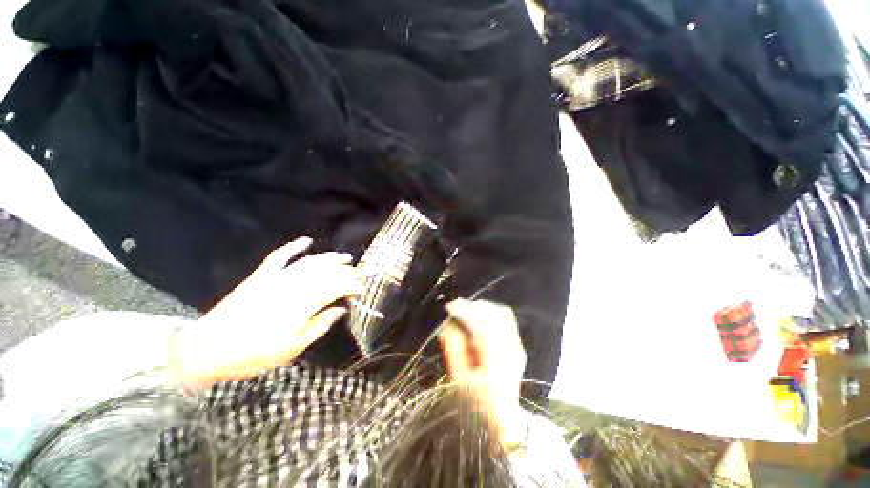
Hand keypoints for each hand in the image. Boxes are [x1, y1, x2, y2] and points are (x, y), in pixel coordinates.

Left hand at [171, 237, 362, 386]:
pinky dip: (293, 247)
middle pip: (326, 273)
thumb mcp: (293, 347)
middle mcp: (293, 286)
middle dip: (346, 271)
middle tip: (359, 273)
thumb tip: (341, 309)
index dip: (352, 286)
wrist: (207, 349)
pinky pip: (280, 256)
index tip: (363, 288)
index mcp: (302, 304)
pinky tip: (305, 241)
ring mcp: (276, 278)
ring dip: (329, 258)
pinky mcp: (261, 276)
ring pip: (309, 262)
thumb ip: (320, 325)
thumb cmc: (254, 354)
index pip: (335, 288)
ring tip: (344, 257)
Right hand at [438, 299, 527, 446]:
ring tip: (466, 314)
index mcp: (497, 359)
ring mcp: (517, 345)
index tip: (449, 307)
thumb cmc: (477, 404)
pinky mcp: (517, 344)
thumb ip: (454, 349)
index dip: (465, 311)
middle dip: (473, 307)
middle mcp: (511, 348)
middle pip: (495, 314)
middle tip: (456, 310)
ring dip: (482, 309)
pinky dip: (489, 313)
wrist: (503, 420)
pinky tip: (479, 320)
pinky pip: (505, 319)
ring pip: (501, 313)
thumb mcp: (459, 379)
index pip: (483, 323)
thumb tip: (449, 325)